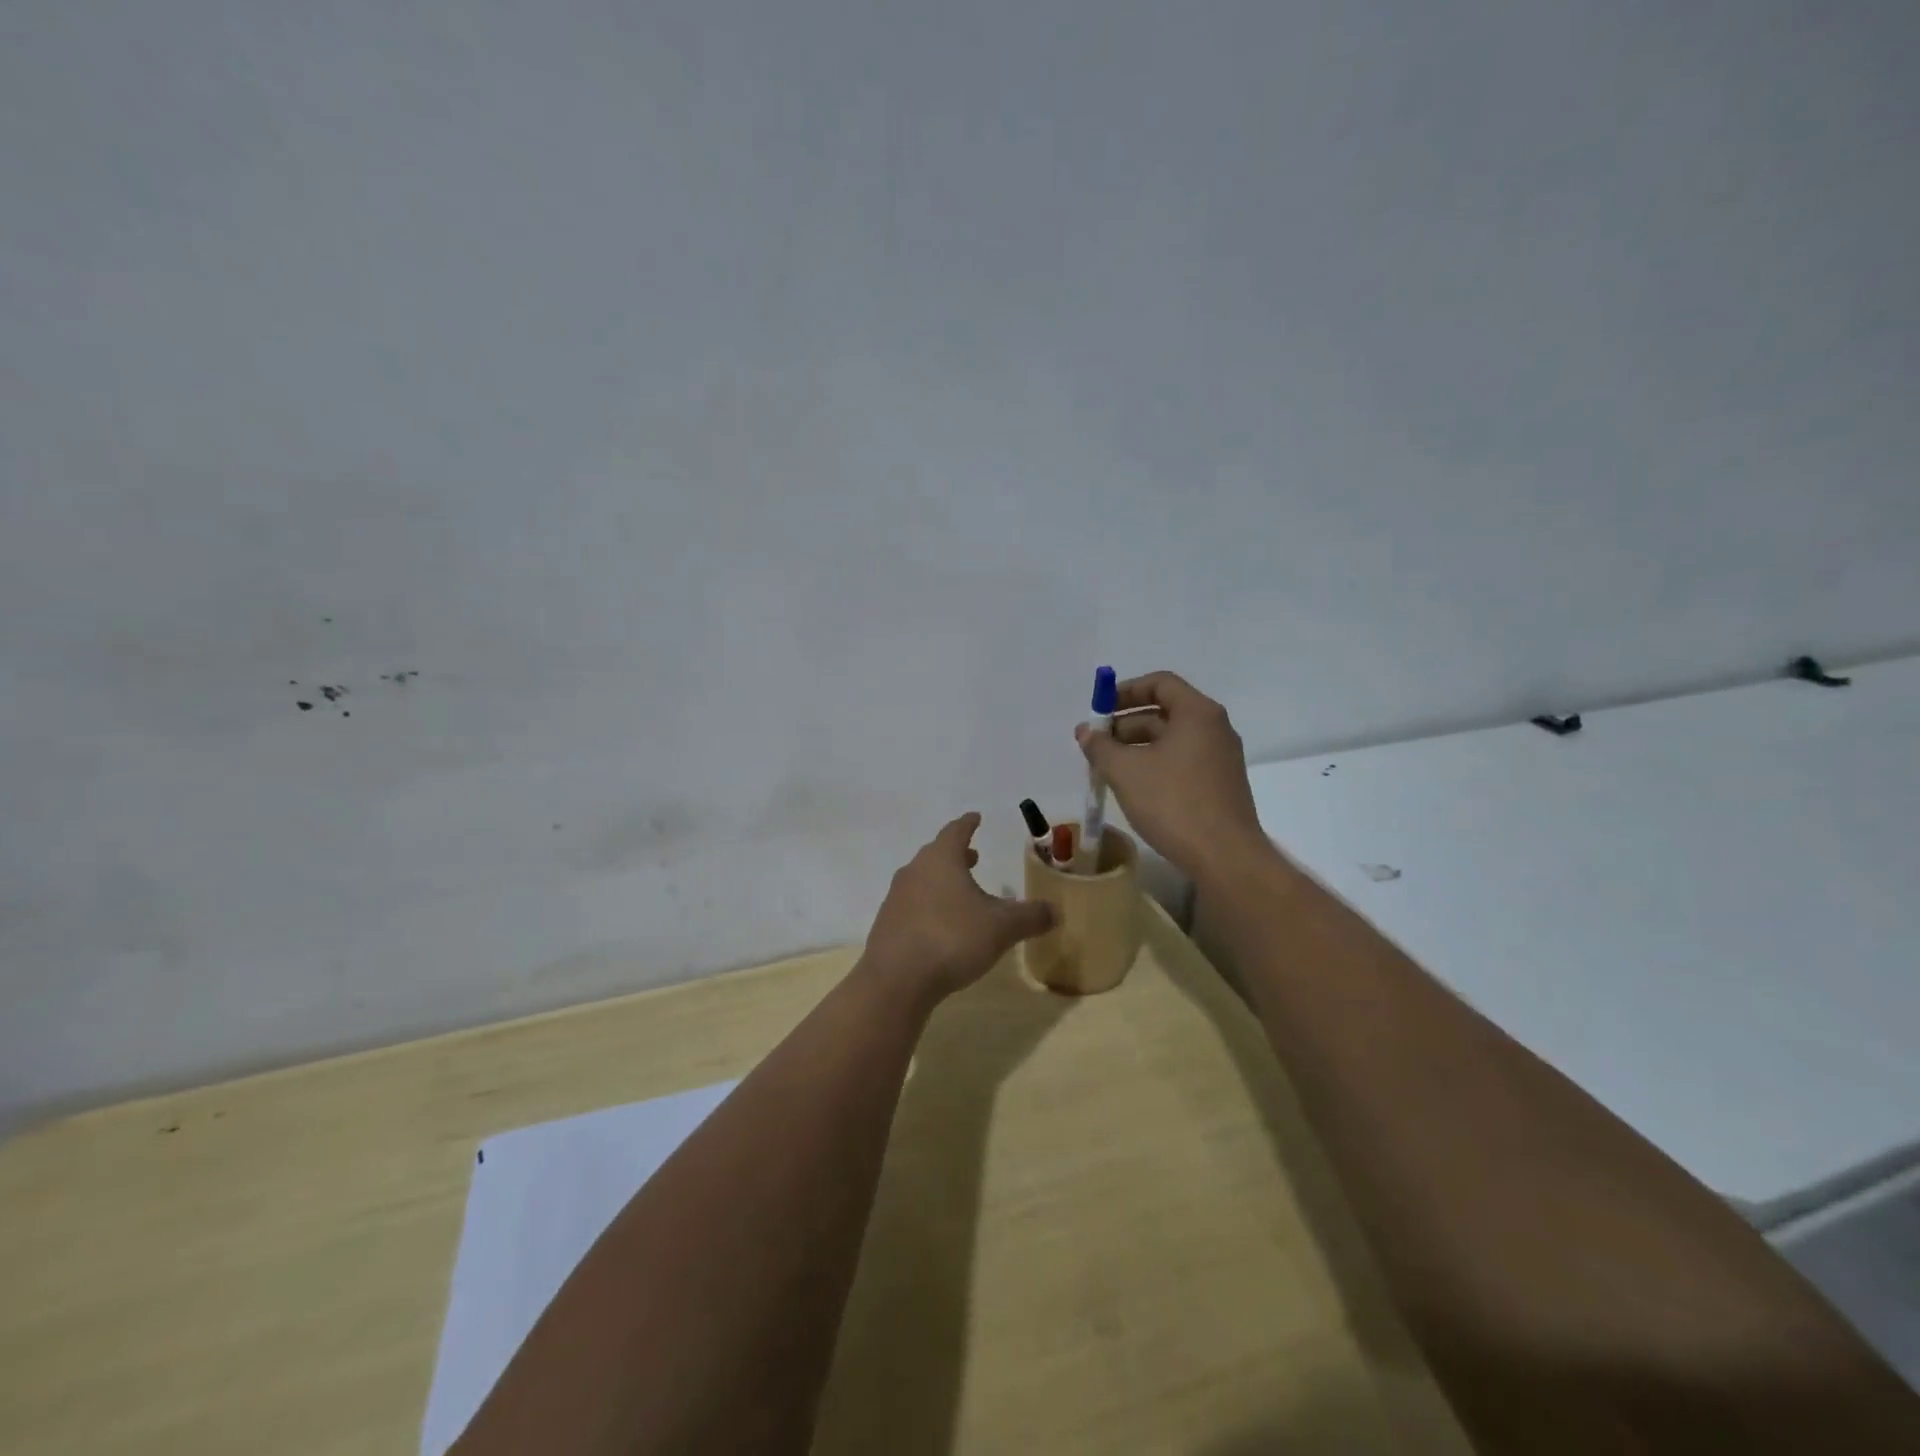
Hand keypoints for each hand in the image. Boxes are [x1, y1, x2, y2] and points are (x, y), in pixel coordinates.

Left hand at [861, 813, 1054, 1007]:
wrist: (896, 979)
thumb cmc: (952, 938)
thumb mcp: (1001, 928)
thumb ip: (1030, 917)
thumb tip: (1056, 911)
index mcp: (941, 859)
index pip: (956, 831)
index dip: (968, 824)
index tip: (975, 817)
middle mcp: (914, 871)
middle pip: (937, 854)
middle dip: (957, 854)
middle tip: (974, 856)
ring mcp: (896, 898)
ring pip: (923, 879)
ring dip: (942, 881)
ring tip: (961, 892)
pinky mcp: (887, 924)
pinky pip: (913, 905)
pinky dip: (929, 906)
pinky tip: (941, 926)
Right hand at [1076, 671, 1267, 882]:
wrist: (1224, 857)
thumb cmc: (1173, 802)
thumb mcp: (1126, 771)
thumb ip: (1100, 746)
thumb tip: (1085, 732)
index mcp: (1197, 713)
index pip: (1160, 683)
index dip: (1125, 691)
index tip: (1098, 710)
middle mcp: (1214, 729)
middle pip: (1164, 712)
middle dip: (1125, 724)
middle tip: (1095, 744)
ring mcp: (1220, 758)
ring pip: (1171, 740)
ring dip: (1136, 747)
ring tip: (1106, 768)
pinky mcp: (1220, 785)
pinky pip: (1181, 762)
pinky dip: (1154, 765)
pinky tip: (1132, 787)